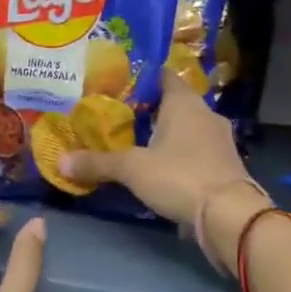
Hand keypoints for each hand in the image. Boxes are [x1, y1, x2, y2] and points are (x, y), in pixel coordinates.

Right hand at [57, 70, 267, 266]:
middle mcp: (205, 113)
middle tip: (120, 117)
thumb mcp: (132, 169)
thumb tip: (60, 161)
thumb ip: (98, 163)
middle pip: (174, 103)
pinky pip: (197, 150)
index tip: (118, 85)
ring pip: (187, 128)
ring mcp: (219, 139)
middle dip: (150, 110)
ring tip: (137, 144)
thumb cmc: (180, 176)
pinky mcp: (225, 164)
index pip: (162, 76)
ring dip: (166, 135)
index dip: (141, 78)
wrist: (230, 215)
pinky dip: (181, 155)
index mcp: (184, 102)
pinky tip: (163, 169)